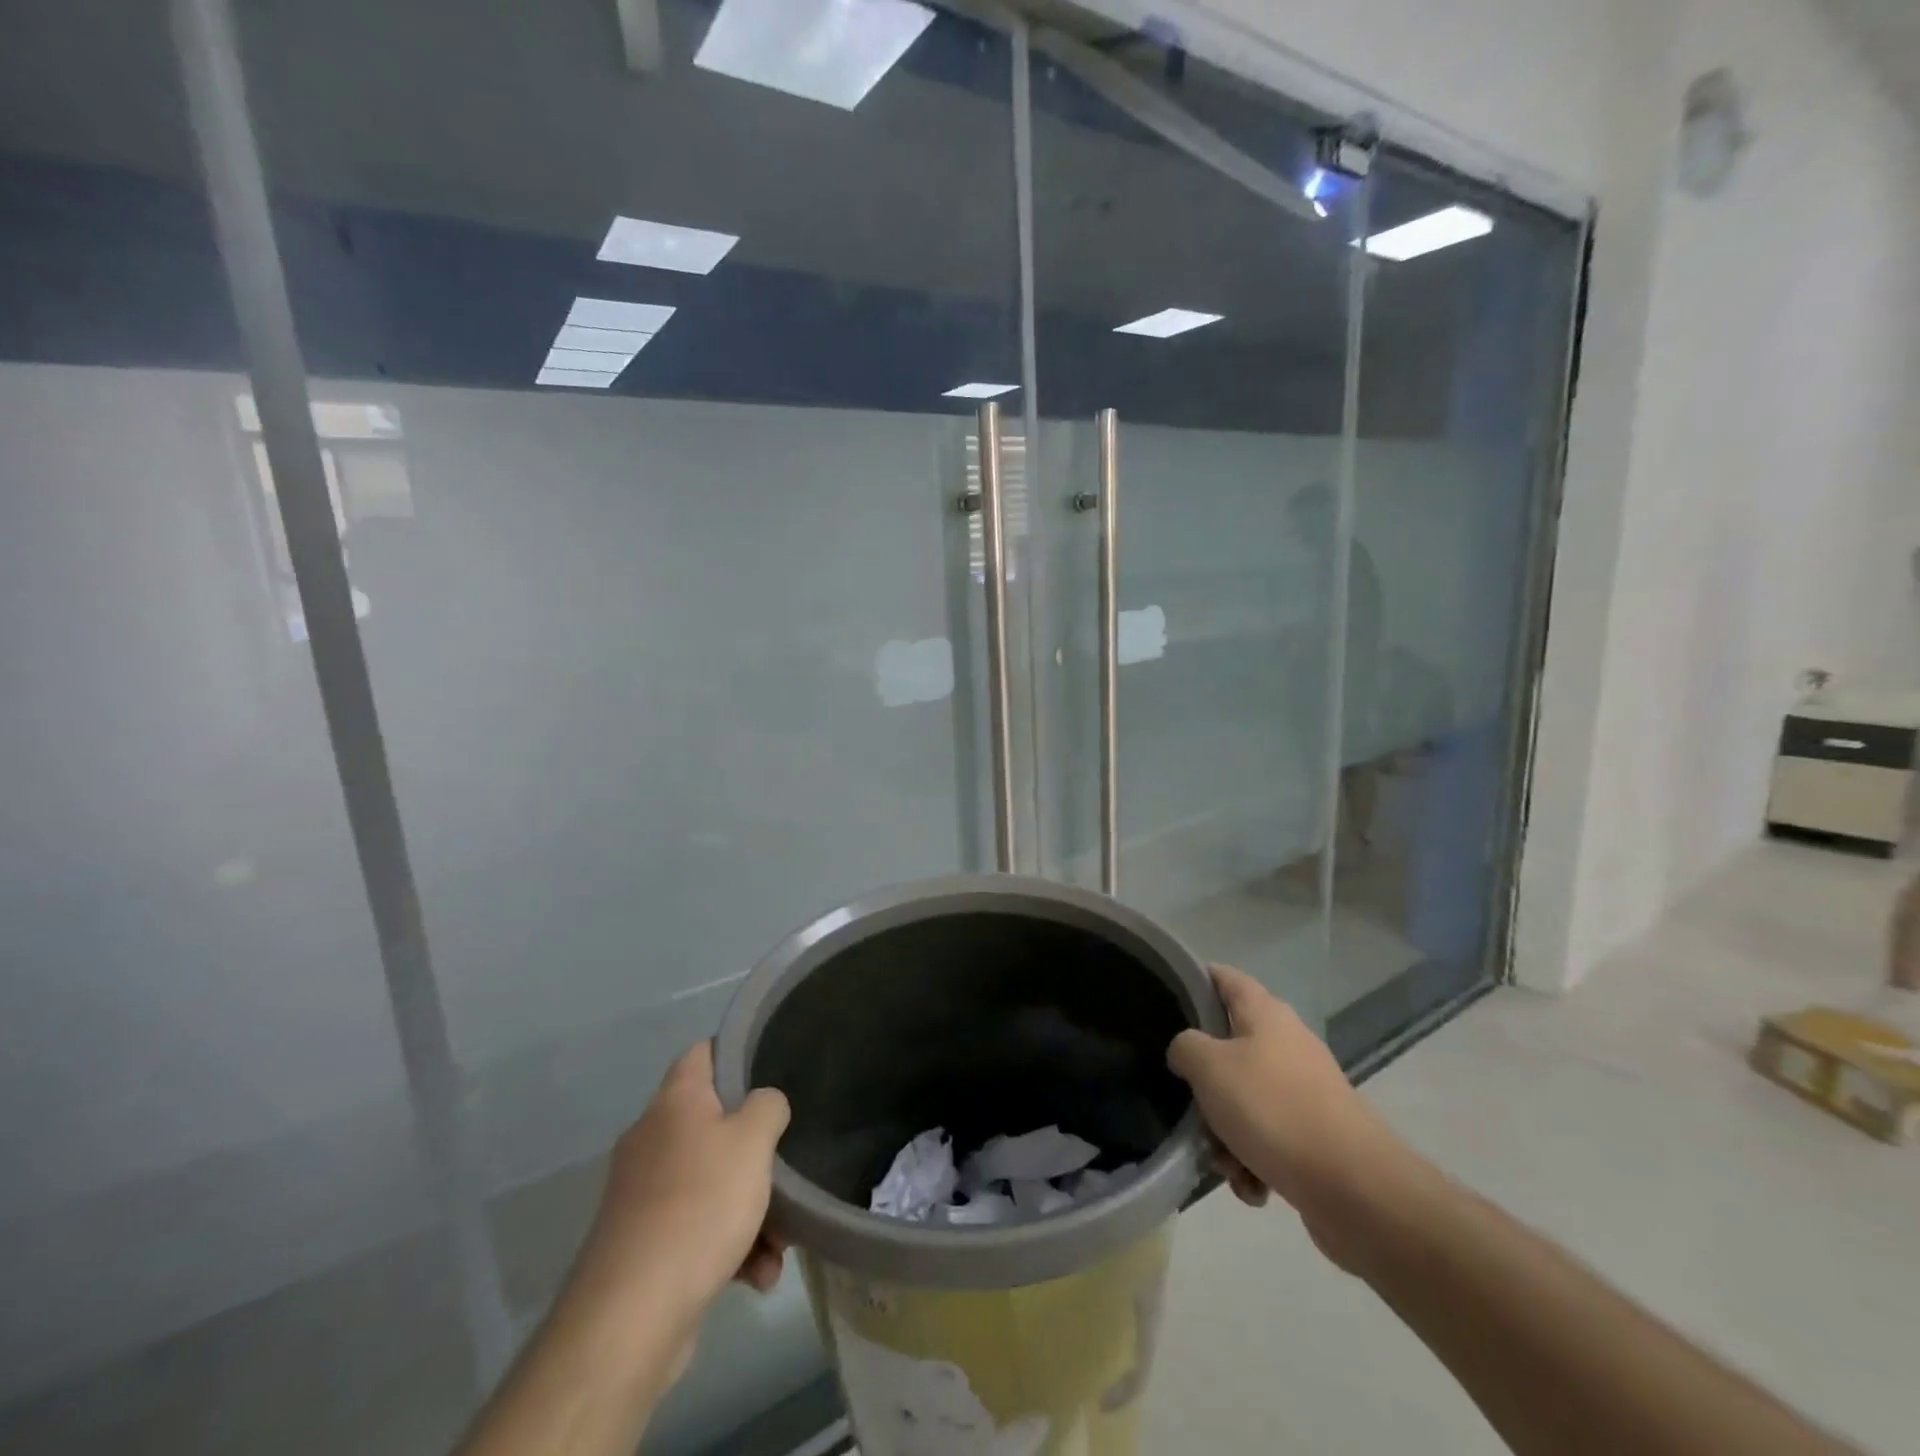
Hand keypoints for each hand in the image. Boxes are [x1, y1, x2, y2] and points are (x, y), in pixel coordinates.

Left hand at [562, 1042, 790, 1385]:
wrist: (631, 1317)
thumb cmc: (699, 1206)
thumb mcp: (753, 1141)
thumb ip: (768, 1106)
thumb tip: (763, 1104)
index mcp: (674, 1102)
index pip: (704, 1052)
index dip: (737, 1051)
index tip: (773, 1067)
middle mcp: (652, 1139)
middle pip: (715, 1124)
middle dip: (756, 1151)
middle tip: (788, 1165)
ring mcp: (644, 1194)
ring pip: (712, 1182)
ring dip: (752, 1209)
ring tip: (780, 1245)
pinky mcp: (644, 1245)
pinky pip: (699, 1229)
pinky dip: (731, 1247)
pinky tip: (756, 1277)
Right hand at [1168, 966, 1420, 1269]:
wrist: (1353, 1188)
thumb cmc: (1272, 1108)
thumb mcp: (1208, 1066)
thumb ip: (1184, 1046)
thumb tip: (1186, 1052)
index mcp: (1265, 1013)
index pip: (1223, 977)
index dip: (1194, 980)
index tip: (1163, 998)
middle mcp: (1287, 1043)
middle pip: (1227, 1048)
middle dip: (1203, 1082)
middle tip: (1188, 1103)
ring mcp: (1303, 1091)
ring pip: (1244, 1101)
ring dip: (1224, 1133)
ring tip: (1223, 1161)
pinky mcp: (1315, 1136)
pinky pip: (1267, 1139)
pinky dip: (1252, 1162)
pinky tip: (1251, 1185)